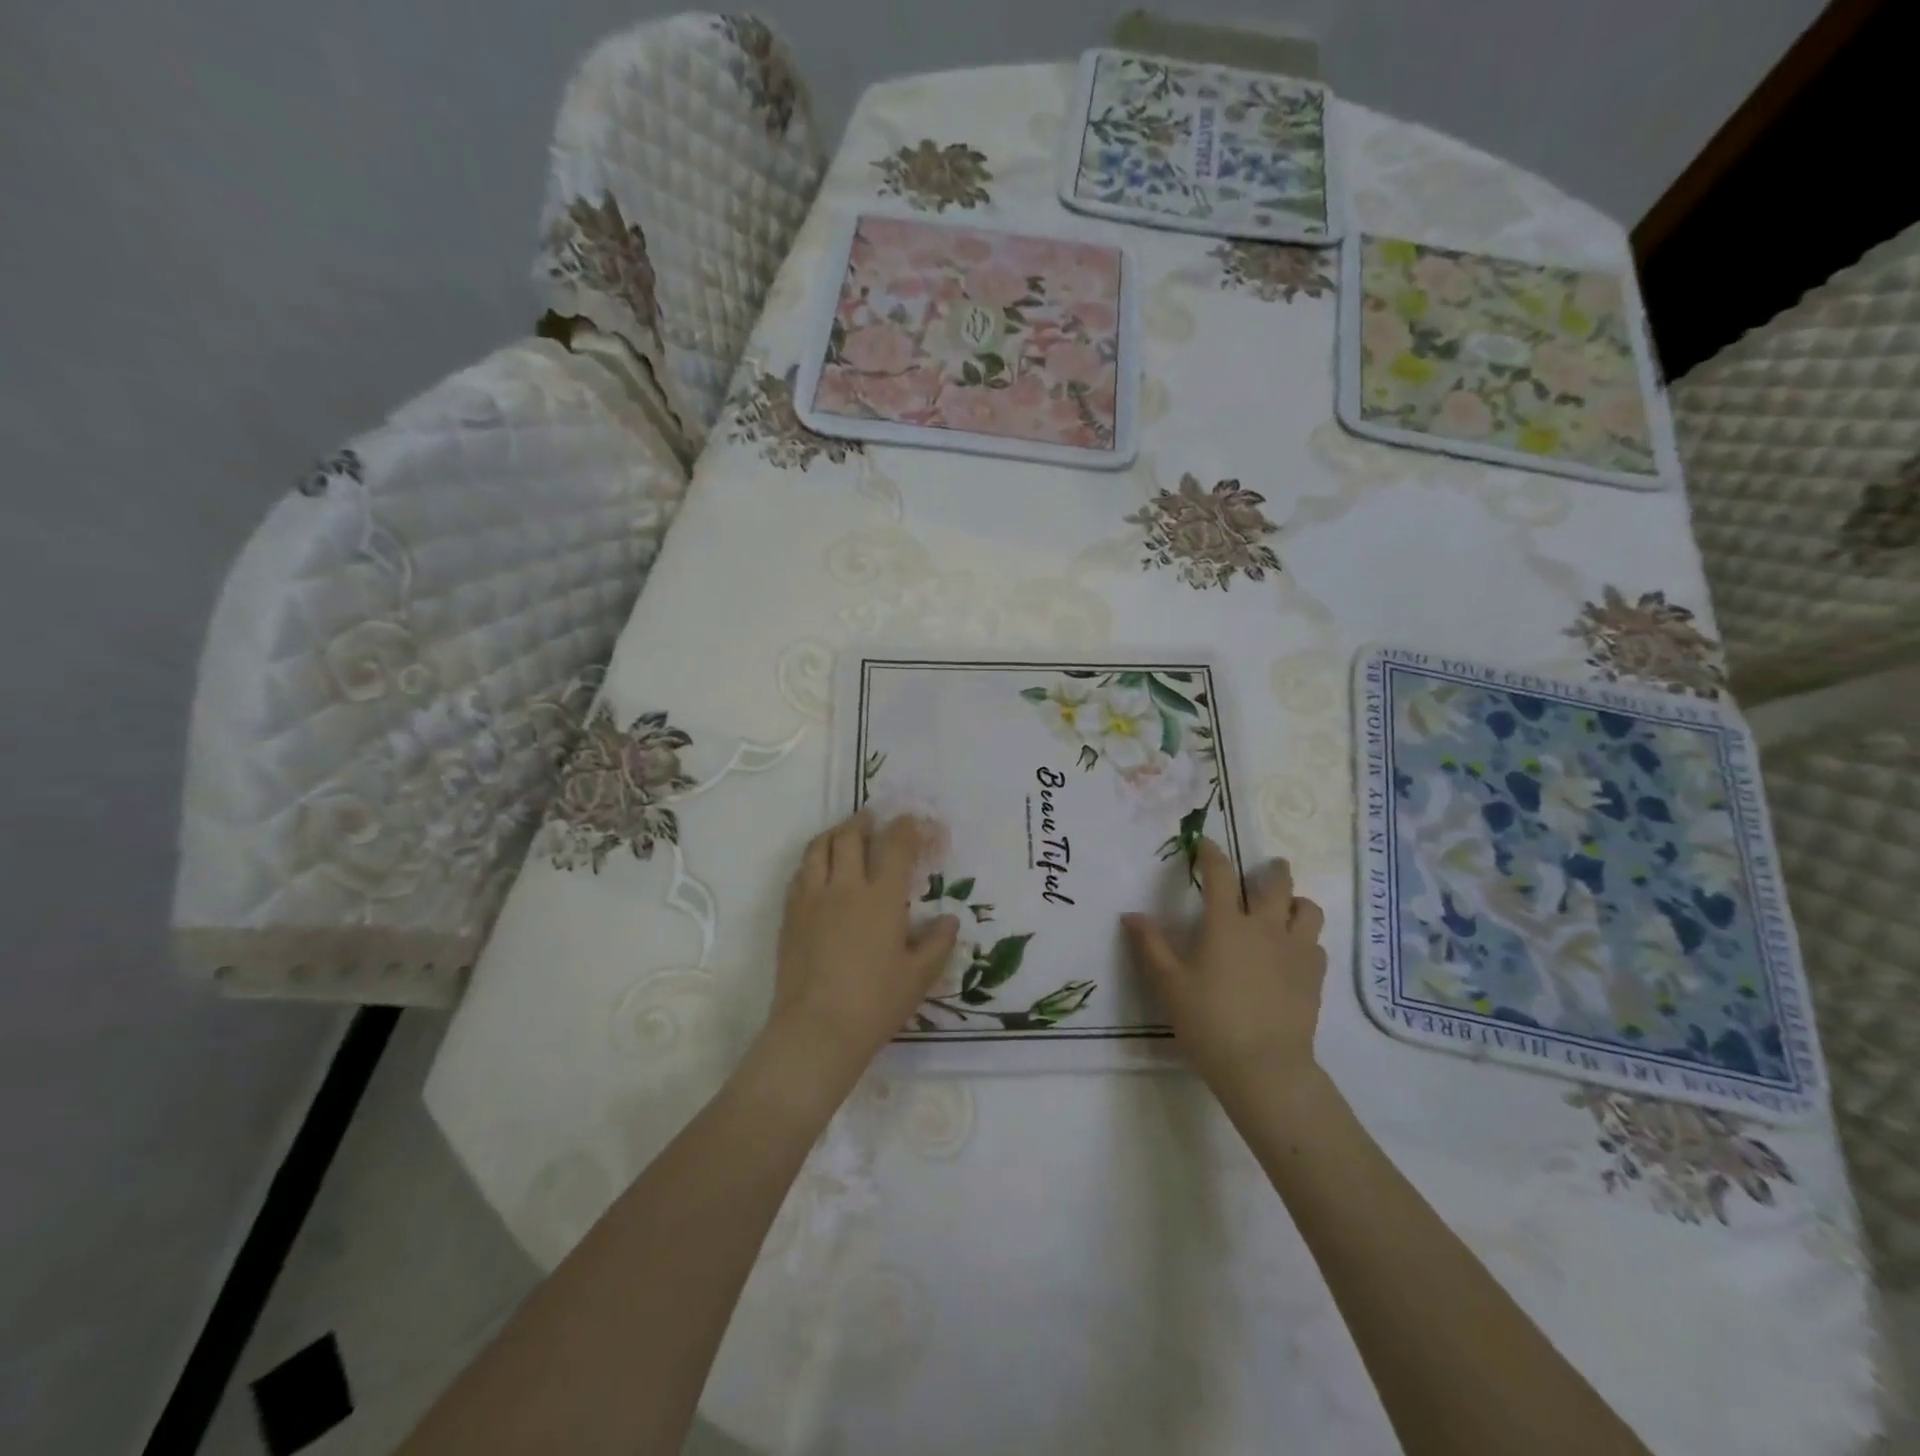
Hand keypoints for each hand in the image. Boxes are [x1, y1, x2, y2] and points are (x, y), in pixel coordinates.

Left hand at [769, 812, 959, 1077]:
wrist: (816, 1029)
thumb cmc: (875, 1003)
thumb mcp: (919, 977)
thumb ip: (938, 943)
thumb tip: (948, 920)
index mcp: (882, 897)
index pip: (895, 844)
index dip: (907, 827)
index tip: (915, 823)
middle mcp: (845, 886)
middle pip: (850, 835)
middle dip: (865, 821)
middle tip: (875, 821)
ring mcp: (812, 898)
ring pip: (818, 847)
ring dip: (834, 833)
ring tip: (844, 836)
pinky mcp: (790, 915)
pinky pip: (799, 873)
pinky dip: (813, 861)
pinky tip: (819, 871)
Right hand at [1122, 839, 1326, 1092]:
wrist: (1264, 1068)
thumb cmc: (1209, 1022)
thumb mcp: (1169, 984)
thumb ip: (1150, 946)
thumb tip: (1131, 915)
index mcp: (1226, 925)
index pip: (1220, 875)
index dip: (1212, 853)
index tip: (1206, 843)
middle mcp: (1265, 928)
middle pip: (1277, 884)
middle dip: (1273, 870)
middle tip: (1269, 866)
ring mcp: (1295, 951)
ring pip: (1308, 910)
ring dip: (1296, 902)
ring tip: (1286, 908)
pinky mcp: (1314, 977)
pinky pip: (1317, 944)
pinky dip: (1306, 938)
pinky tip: (1294, 951)